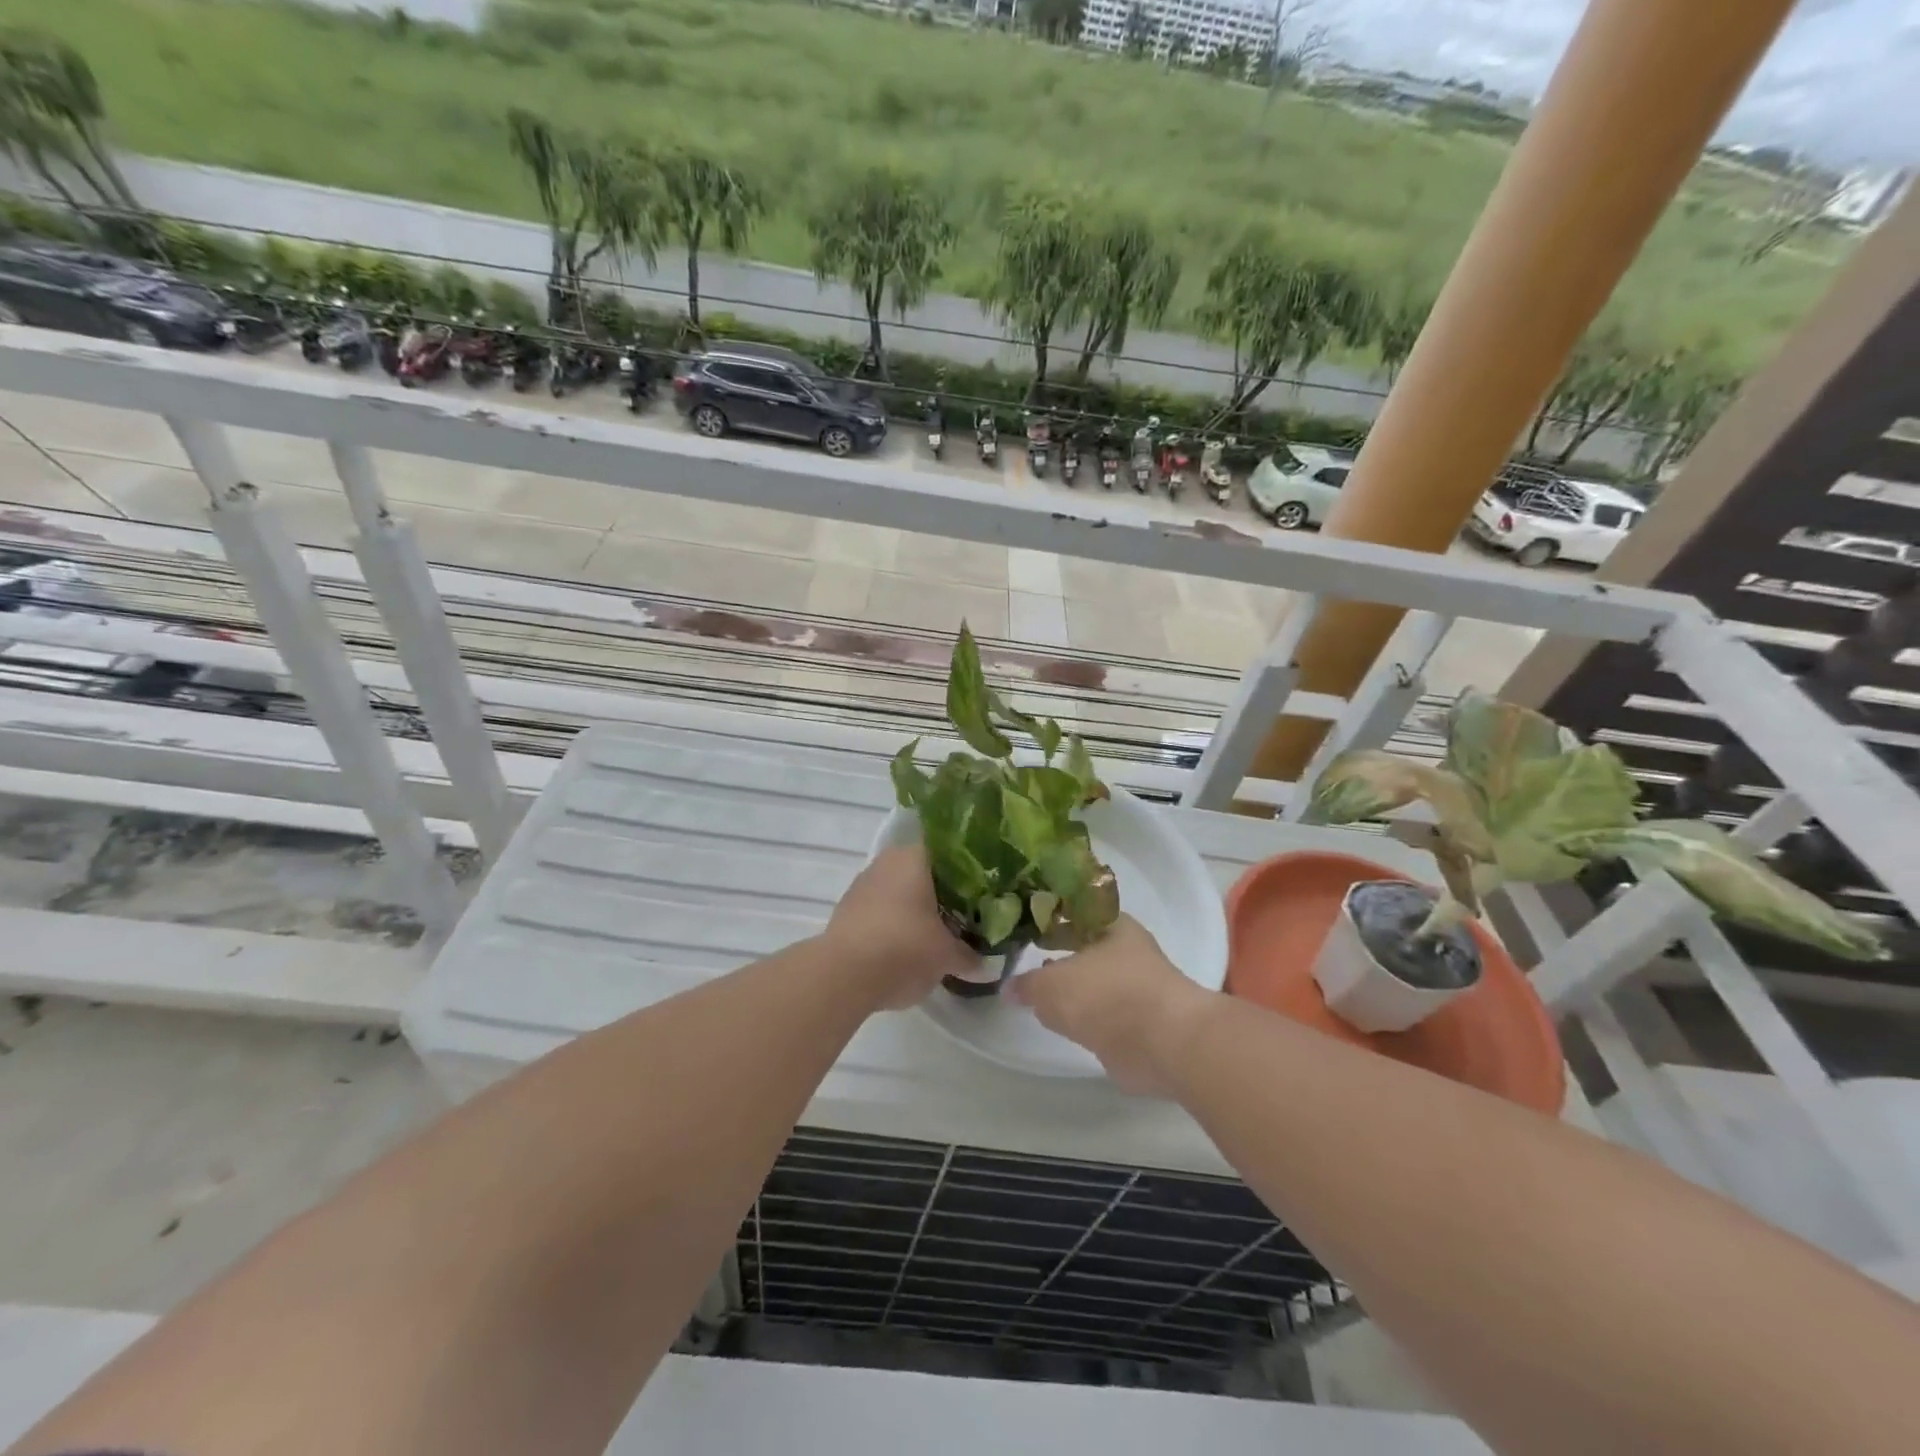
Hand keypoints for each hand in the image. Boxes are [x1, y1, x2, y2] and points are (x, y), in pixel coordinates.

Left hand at [824, 845, 978, 1009]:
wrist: (844, 976)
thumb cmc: (905, 947)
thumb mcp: (947, 956)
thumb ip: (969, 956)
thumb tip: (985, 964)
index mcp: (914, 857)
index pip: (945, 849)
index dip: (965, 868)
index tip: (980, 888)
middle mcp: (886, 862)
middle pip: (921, 871)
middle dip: (940, 892)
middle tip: (964, 914)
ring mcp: (862, 885)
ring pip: (899, 891)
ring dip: (915, 909)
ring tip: (937, 934)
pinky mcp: (846, 911)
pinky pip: (880, 911)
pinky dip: (894, 924)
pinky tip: (906, 948)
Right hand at [1008, 916, 1213, 1094]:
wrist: (1162, 1044)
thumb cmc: (1106, 995)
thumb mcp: (1051, 986)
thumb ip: (1027, 985)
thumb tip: (1009, 988)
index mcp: (1112, 925)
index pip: (1074, 912)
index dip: (1048, 917)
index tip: (1023, 926)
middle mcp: (1126, 950)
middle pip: (1084, 947)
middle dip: (1058, 954)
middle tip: (1025, 958)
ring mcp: (1136, 987)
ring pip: (1092, 981)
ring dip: (1071, 988)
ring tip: (1038, 992)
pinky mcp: (1138, 1023)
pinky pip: (1100, 1013)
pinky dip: (1084, 1017)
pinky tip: (1061, 1021)